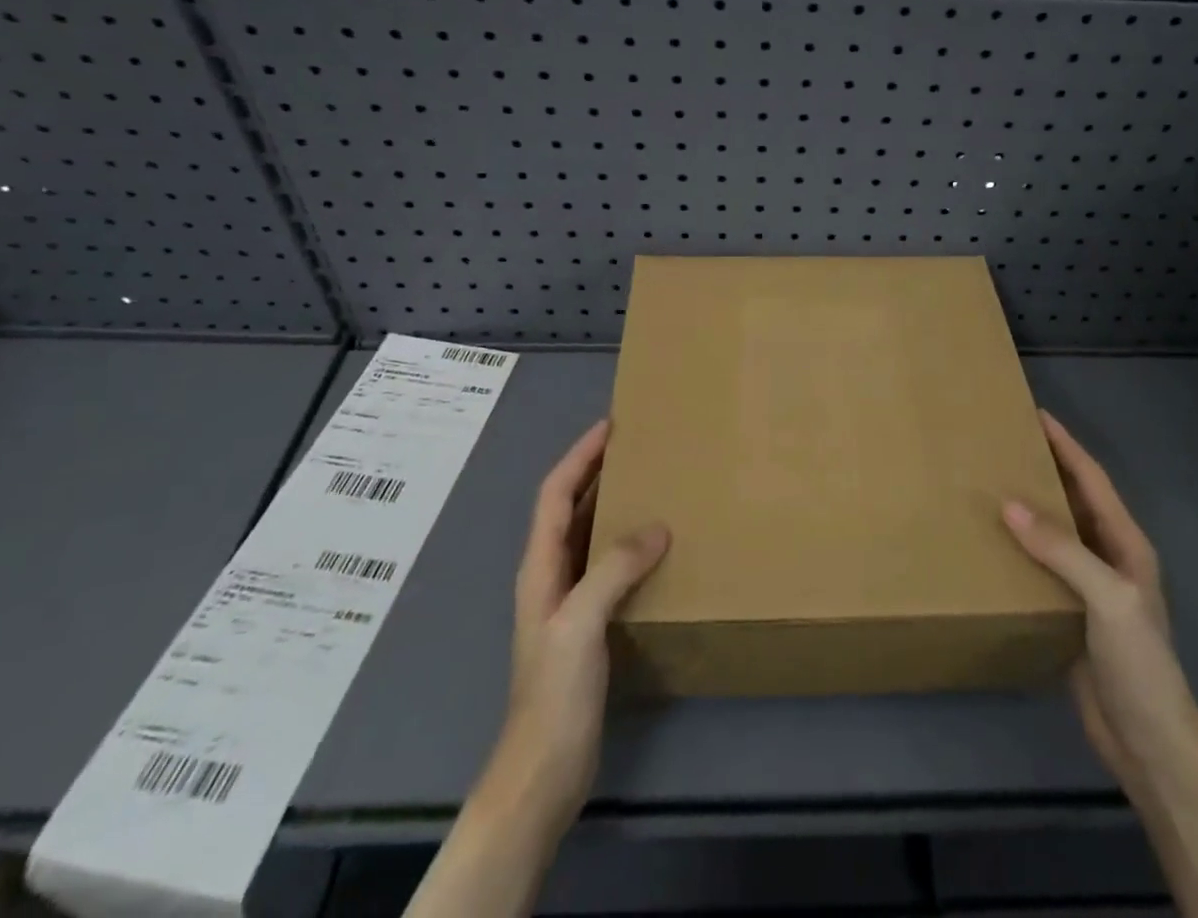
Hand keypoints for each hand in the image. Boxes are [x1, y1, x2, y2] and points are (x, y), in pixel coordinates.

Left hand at [484, 420, 669, 833]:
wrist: (543, 771)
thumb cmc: (554, 693)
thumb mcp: (580, 623)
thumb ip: (613, 569)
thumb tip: (658, 526)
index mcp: (540, 566)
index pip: (555, 493)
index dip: (580, 455)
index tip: (612, 426)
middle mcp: (549, 574)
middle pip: (569, 507)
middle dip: (596, 471)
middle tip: (638, 447)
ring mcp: (566, 601)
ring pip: (588, 534)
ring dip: (612, 504)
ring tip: (651, 484)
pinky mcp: (586, 624)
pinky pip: (606, 565)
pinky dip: (626, 543)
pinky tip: (655, 547)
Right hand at [1003, 411, 1197, 787]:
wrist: (1149, 743)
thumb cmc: (1139, 662)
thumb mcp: (1107, 598)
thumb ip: (1061, 549)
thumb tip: (1009, 504)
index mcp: (1126, 544)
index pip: (1093, 481)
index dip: (1067, 445)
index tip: (1037, 415)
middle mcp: (1109, 558)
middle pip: (1074, 500)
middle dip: (1045, 469)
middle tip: (1004, 445)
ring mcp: (1090, 588)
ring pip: (1055, 533)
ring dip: (1029, 508)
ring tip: (990, 485)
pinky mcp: (1070, 614)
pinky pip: (1041, 567)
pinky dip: (1019, 548)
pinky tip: (992, 544)